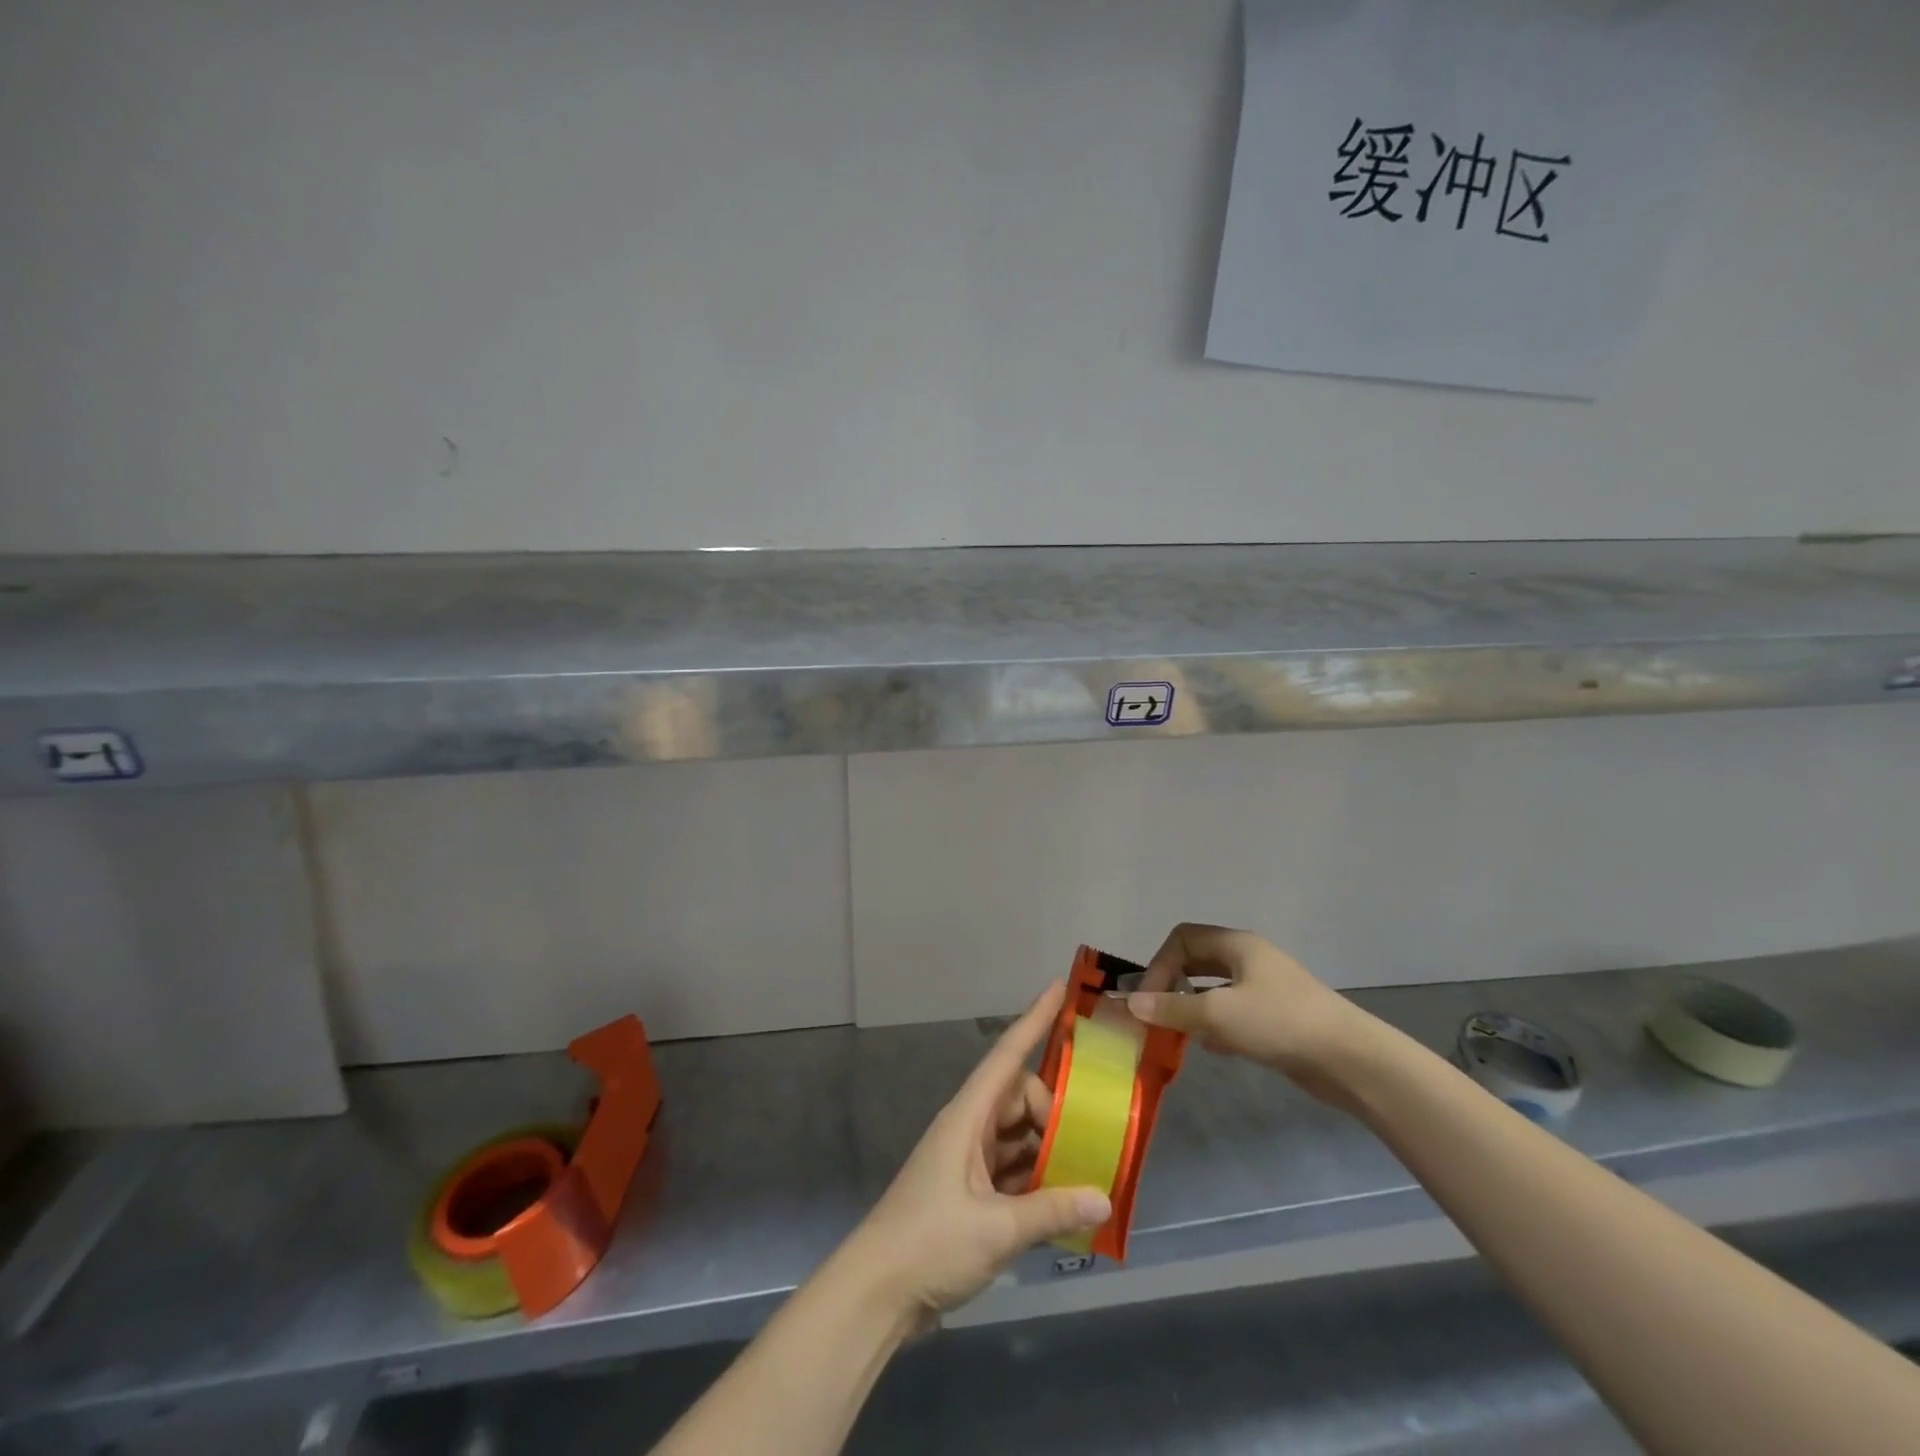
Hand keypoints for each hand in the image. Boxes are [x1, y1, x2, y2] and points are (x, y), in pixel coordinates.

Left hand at [841, 982, 1112, 1323]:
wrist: (876, 1293)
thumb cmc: (930, 1243)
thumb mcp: (996, 1229)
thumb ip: (1051, 1211)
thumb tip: (1104, 1195)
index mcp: (968, 1116)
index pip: (1008, 1054)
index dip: (1034, 1018)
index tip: (1060, 988)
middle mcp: (969, 1127)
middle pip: (1020, 1097)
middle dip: (1053, 1110)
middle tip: (1082, 1144)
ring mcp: (968, 1159)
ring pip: (1018, 1133)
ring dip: (1047, 1147)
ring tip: (1085, 1169)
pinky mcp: (970, 1191)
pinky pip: (1012, 1167)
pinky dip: (1036, 1178)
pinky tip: (1064, 1201)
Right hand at [1126, 923, 1385, 1108]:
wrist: (1350, 1059)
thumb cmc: (1280, 1022)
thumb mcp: (1218, 1013)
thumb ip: (1172, 1008)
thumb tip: (1130, 1004)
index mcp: (1236, 945)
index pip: (1182, 938)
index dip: (1159, 963)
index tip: (1150, 999)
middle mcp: (1249, 959)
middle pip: (1197, 960)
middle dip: (1172, 984)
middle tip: (1157, 1013)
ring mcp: (1265, 988)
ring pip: (1214, 989)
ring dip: (1191, 1007)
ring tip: (1176, 1033)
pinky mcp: (1276, 1018)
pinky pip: (1232, 1012)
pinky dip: (1215, 1025)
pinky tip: (1209, 1047)